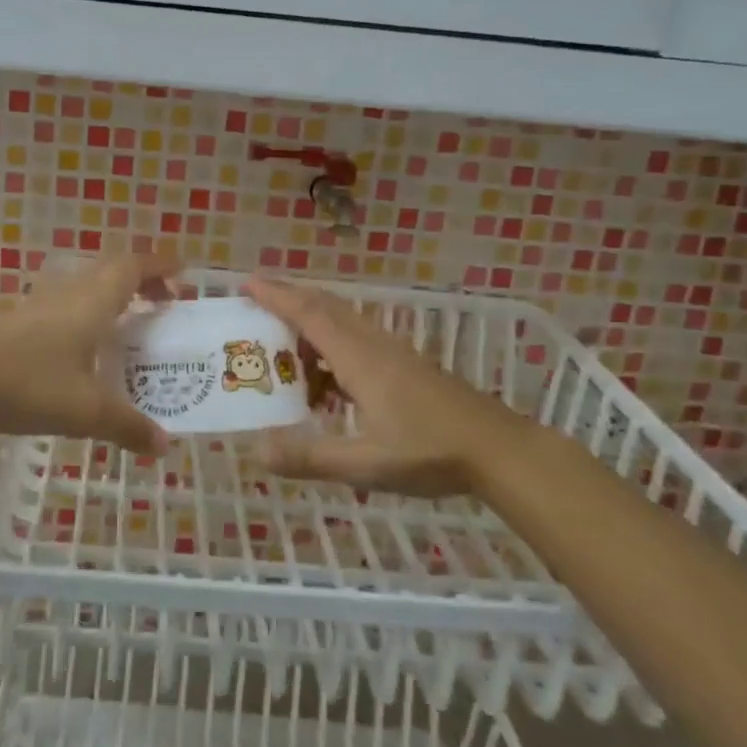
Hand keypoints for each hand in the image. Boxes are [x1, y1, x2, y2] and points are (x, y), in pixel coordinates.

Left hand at [0, 249, 180, 454]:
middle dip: (142, 283)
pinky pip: (65, 307)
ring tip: (128, 329)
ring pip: (85, 288)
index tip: (184, 276)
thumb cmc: (27, 384)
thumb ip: (127, 426)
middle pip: (111, 272)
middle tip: (163, 307)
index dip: (161, 266)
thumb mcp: (85, 412)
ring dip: (112, 299)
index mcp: (92, 303)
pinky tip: (82, 351)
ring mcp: (38, 306)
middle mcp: (68, 294)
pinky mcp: (17, 322)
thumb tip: (163, 445)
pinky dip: (86, 316)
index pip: (133, 267)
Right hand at [245, 276, 541, 496]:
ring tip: (284, 348)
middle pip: (325, 308)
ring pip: (344, 323)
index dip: (277, 296)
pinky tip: (327, 381)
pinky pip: (358, 341)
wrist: (499, 450)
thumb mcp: (364, 464)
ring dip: (310, 324)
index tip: (248, 283)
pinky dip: (331, 347)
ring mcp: (394, 354)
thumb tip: (255, 451)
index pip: (309, 315)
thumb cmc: (430, 453)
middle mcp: (374, 345)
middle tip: (256, 304)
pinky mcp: (407, 367)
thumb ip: (310, 457)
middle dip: (289, 299)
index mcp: (359, 358)